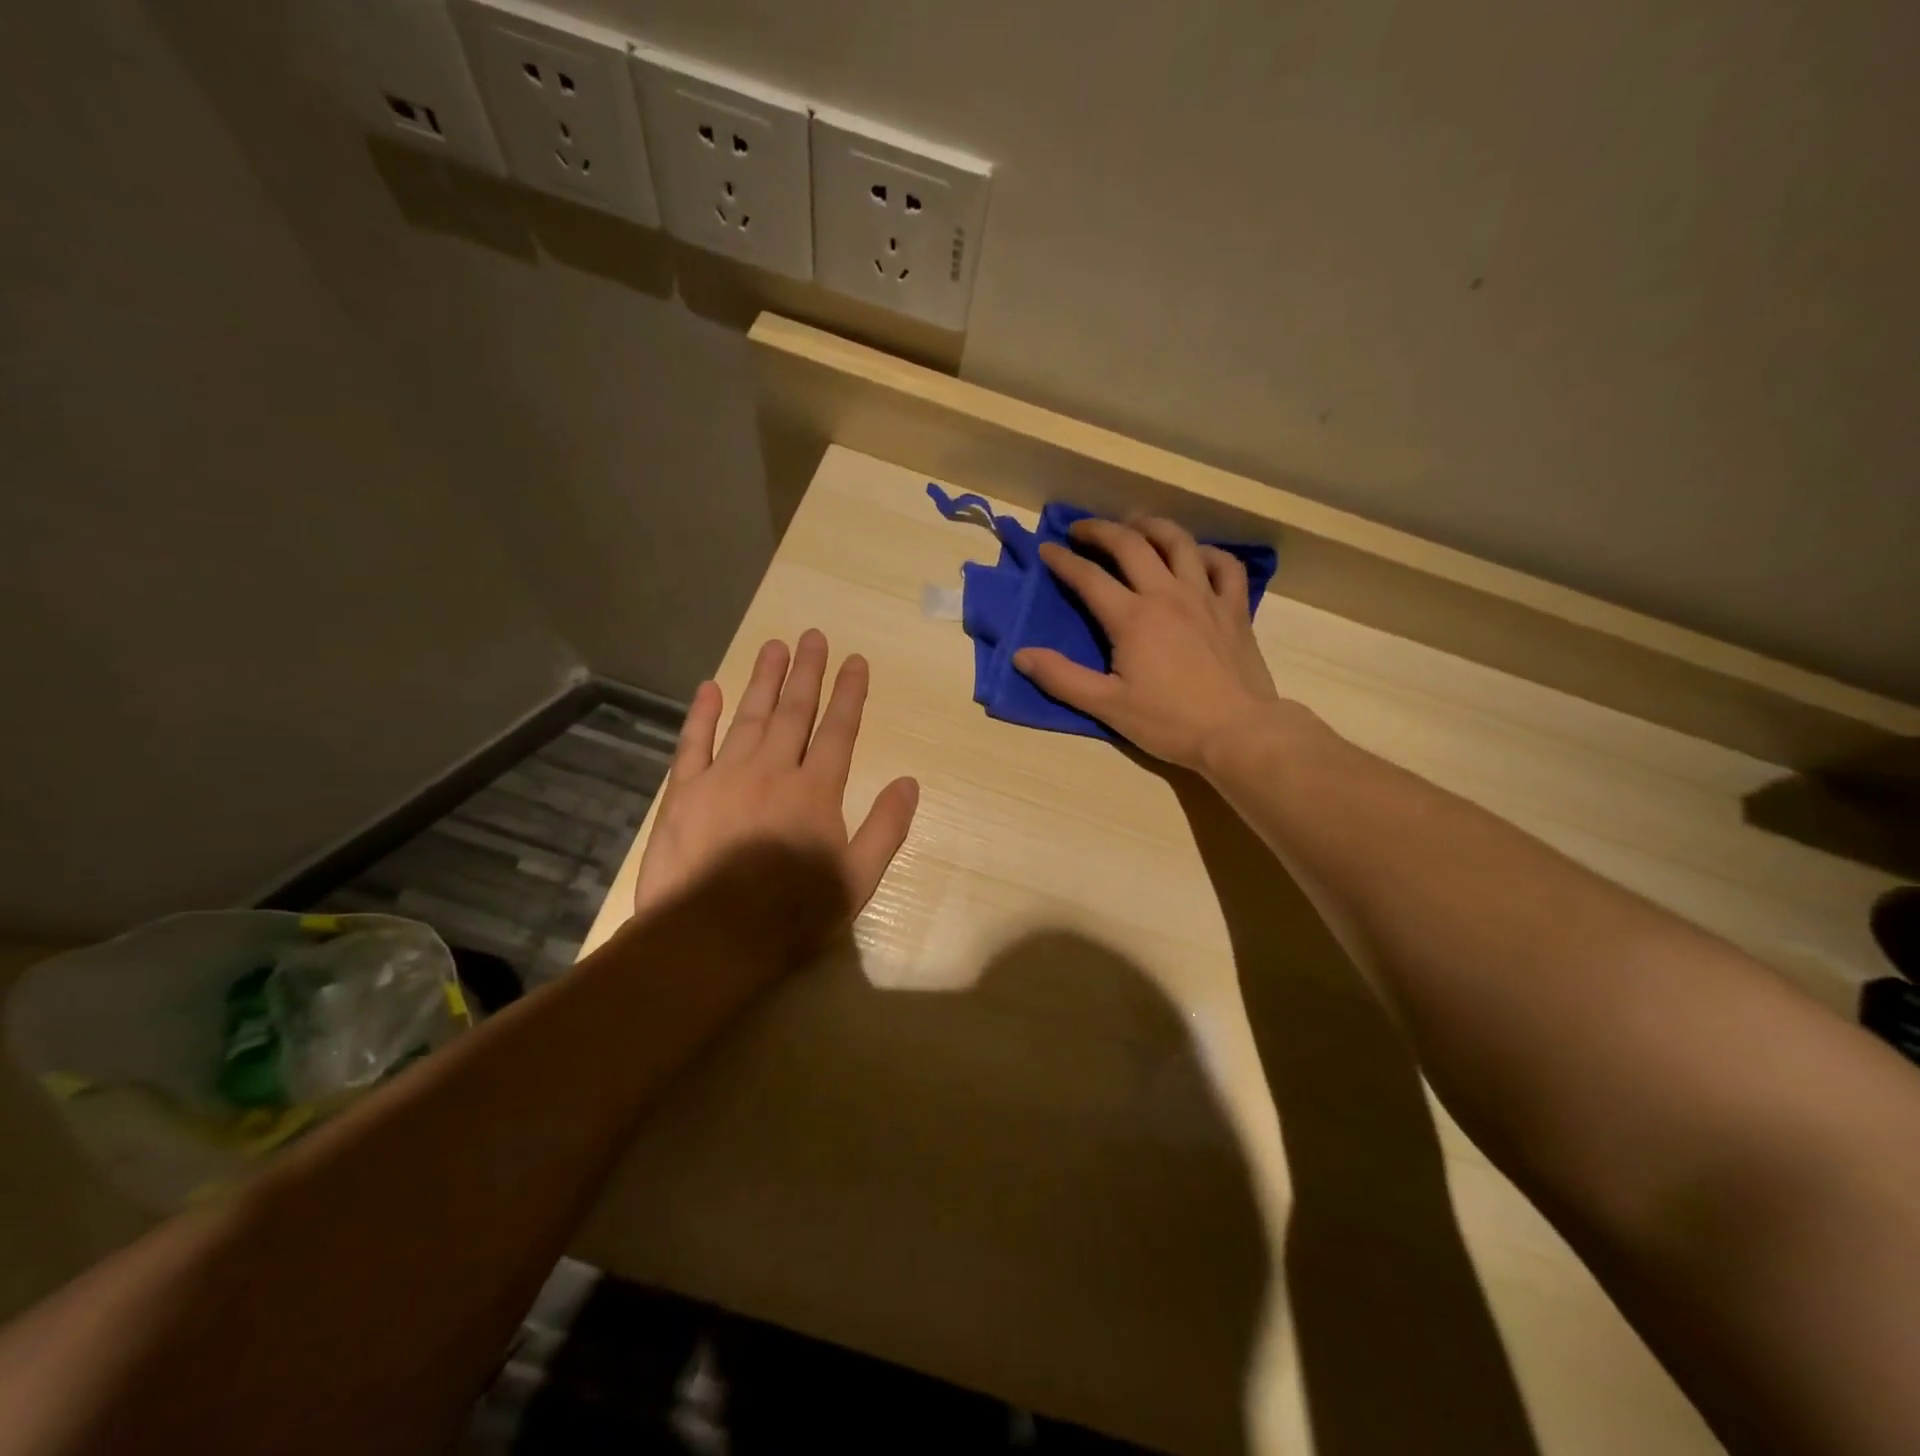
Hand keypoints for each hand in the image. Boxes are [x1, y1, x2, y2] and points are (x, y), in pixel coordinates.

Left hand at [633, 631, 919, 945]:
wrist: (710, 937)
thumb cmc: (792, 913)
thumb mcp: (858, 879)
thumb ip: (886, 828)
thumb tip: (909, 783)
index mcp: (816, 790)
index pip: (838, 730)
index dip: (849, 693)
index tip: (855, 660)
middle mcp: (772, 770)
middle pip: (794, 711)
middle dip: (807, 672)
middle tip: (812, 636)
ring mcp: (724, 776)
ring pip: (749, 716)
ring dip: (763, 679)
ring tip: (774, 646)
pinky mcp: (685, 792)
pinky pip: (694, 742)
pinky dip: (702, 714)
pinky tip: (710, 688)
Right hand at [1013, 517, 1281, 770]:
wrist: (1238, 732)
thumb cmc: (1168, 722)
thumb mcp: (1107, 706)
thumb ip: (1062, 678)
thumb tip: (1021, 655)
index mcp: (1132, 617)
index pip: (1089, 577)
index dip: (1063, 560)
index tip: (1047, 549)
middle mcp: (1167, 594)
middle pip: (1130, 545)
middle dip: (1100, 530)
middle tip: (1081, 529)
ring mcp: (1205, 596)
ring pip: (1178, 542)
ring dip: (1151, 526)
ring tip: (1134, 524)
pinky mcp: (1234, 608)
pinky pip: (1224, 565)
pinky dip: (1206, 552)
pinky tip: (1194, 555)